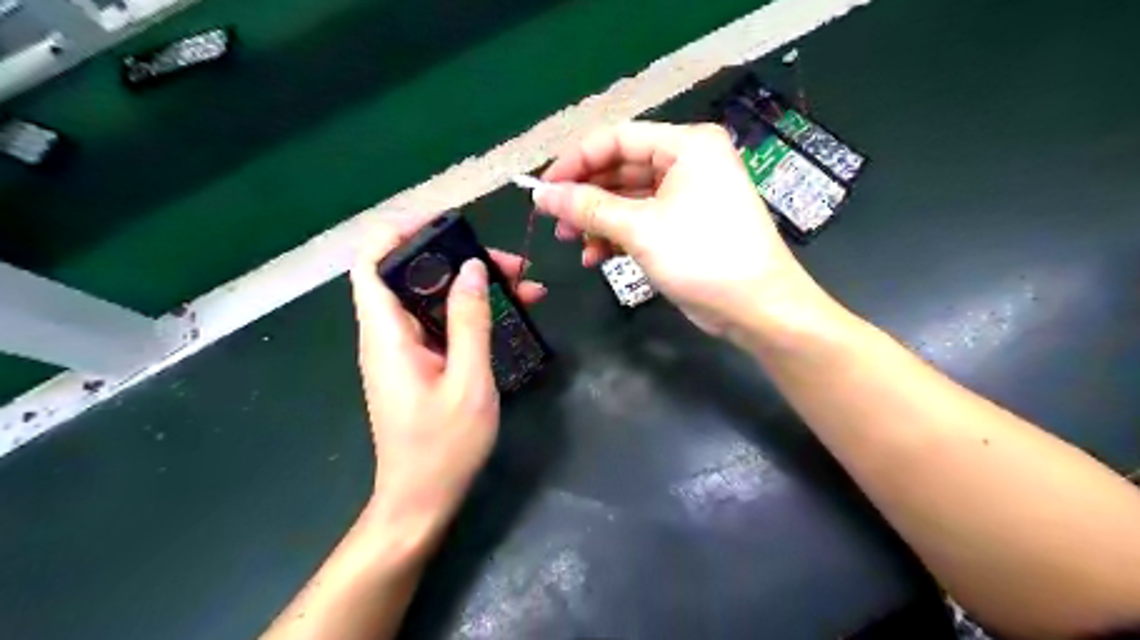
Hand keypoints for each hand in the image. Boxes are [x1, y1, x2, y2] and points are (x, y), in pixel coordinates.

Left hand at [348, 211, 547, 548]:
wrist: (421, 500)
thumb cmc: (442, 446)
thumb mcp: (468, 381)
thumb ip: (469, 321)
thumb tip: (472, 269)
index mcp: (387, 335)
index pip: (372, 263)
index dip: (399, 232)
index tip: (445, 222)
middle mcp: (387, 335)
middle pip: (413, 276)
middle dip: (460, 260)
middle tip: (511, 264)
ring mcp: (403, 350)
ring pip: (432, 299)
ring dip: (472, 286)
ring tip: (523, 285)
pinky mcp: (419, 364)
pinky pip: (441, 324)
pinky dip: (470, 312)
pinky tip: (508, 314)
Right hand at [536, 117, 834, 338]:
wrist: (756, 307)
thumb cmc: (702, 255)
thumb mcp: (640, 228)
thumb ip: (588, 207)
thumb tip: (541, 195)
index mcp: (686, 145)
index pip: (617, 139)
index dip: (575, 162)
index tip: (543, 188)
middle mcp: (687, 163)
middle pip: (621, 169)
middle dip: (585, 196)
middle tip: (552, 219)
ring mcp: (686, 196)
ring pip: (628, 198)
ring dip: (597, 220)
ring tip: (570, 241)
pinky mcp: (683, 226)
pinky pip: (641, 221)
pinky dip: (616, 236)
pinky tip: (595, 257)